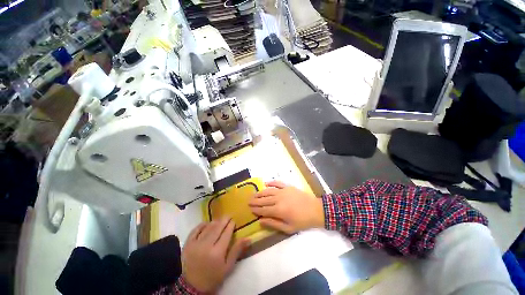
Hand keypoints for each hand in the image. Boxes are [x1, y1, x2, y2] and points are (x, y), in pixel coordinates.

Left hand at [182, 218, 248, 292]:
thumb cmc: (213, 277)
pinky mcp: (187, 244)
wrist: (192, 286)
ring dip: (215, 221)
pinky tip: (206, 223)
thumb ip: (237, 250)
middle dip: (224, 220)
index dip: (231, 225)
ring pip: (208, 227)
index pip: (226, 233)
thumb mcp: (228, 267)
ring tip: (219, 220)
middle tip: (228, 216)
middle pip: (217, 227)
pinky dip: (202, 225)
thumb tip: (249, 238)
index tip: (234, 221)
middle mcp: (206, 245)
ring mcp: (195, 244)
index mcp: (218, 252)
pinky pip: (195, 230)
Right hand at [249, 180, 324, 233]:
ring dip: (260, 192)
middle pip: (264, 199)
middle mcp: (278, 199)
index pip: (263, 209)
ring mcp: (283, 191)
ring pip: (268, 191)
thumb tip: (260, 221)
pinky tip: (265, 183)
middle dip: (255, 200)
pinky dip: (271, 182)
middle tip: (248, 200)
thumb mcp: (288, 228)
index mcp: (279, 210)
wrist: (315, 209)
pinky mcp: (288, 186)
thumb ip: (273, 224)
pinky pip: (277, 183)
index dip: (256, 209)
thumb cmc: (302, 221)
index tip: (250, 208)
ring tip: (254, 194)